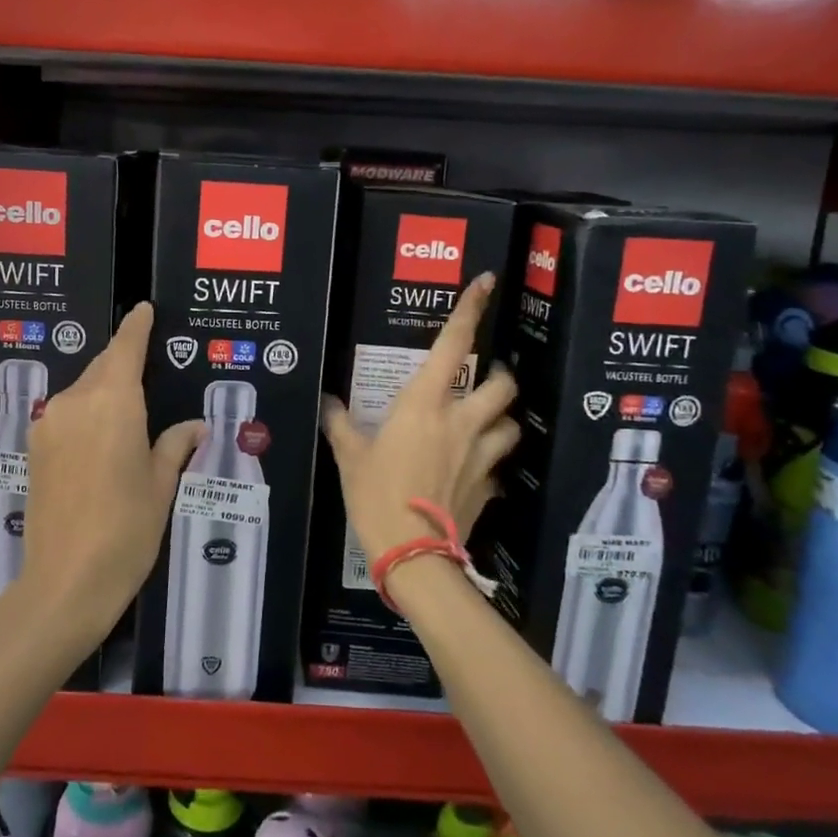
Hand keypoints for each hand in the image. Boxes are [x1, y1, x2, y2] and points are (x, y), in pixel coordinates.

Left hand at [21, 303, 203, 642]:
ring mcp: (49, 424)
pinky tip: (102, 441)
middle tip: (149, 374)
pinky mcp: (35, 448)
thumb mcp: (160, 486)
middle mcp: (75, 402)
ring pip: (82, 391)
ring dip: (103, 392)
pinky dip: (86, 414)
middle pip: (102, 368)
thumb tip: (194, 428)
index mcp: (113, 402)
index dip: (136, 327)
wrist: (65, 582)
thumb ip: (174, 446)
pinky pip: (66, 415)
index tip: (144, 310)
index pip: (125, 348)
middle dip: (122, 364)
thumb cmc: (126, 531)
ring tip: (128, 417)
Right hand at [322, 275, 519, 562]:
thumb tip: (327, 402)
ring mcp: (481, 456)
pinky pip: (498, 467)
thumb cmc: (376, 495)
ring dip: (501, 419)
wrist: (412, 553)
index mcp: (425, 405)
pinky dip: (490, 463)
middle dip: (500, 375)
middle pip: (502, 385)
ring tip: (484, 424)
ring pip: (510, 424)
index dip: (470, 311)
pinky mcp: (488, 487)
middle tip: (484, 379)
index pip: (453, 346)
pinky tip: (473, 472)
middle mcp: (461, 422)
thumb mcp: (350, 457)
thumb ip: (341, 425)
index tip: (486, 283)